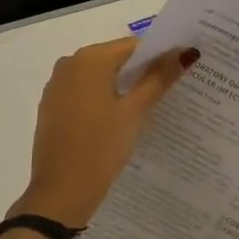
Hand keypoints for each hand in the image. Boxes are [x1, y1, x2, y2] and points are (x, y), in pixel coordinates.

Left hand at [12, 38, 198, 225]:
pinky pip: (85, 92)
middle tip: (175, 85)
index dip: (160, 54)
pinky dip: (105, 98)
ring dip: (125, 86)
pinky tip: (123, 117)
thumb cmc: (100, 148)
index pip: (133, 46)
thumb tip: (185, 53)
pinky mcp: (52, 107)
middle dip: (143, 70)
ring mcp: (57, 86)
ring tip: (154, 102)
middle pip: (116, 59)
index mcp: (89, 59)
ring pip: (100, 76)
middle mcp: (69, 64)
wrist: (60, 193)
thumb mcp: (134, 113)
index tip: (183, 67)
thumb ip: (159, 79)